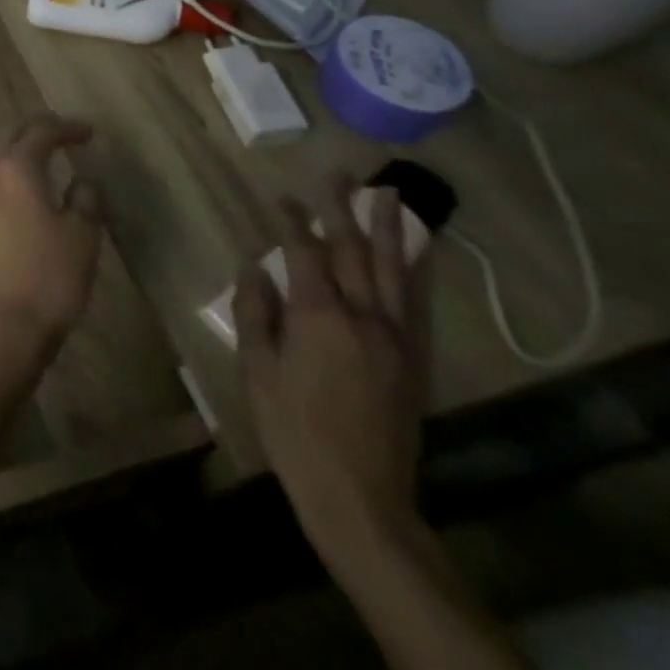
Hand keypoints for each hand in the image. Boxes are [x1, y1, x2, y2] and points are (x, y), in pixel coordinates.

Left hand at [0, 113, 102, 371]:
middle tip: (62, 132)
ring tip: (42, 153)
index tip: (89, 131)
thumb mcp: (81, 238)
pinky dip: (7, 170)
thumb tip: (82, 182)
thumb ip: (85, 202)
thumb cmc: (47, 278)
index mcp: (16, 168)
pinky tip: (22, 185)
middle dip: (36, 128)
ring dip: (17, 147)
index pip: (41, 132)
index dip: (66, 127)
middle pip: (9, 136)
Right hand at [235, 185, 427, 564]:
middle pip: (353, 251)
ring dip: (388, 227)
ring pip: (392, 269)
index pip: (304, 253)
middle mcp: (363, 317)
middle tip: (339, 174)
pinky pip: (416, 302)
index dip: (291, 221)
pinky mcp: (414, 360)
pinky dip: (415, 270)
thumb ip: (256, 312)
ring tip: (388, 194)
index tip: (280, 195)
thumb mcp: (257, 369)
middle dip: (342, 209)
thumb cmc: (293, 429)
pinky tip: (415, 252)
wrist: (360, 496)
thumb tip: (253, 266)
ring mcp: (395, 338)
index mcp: (318, 317)